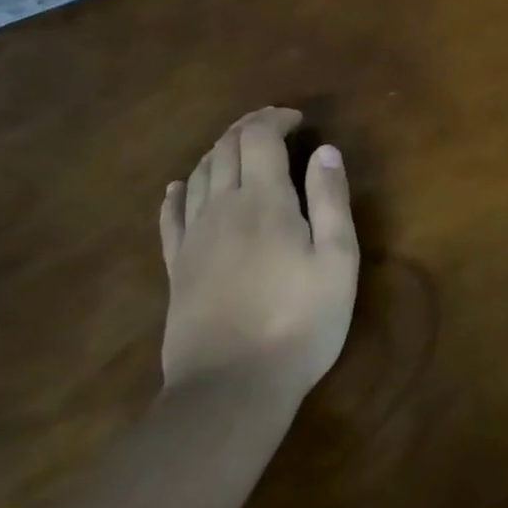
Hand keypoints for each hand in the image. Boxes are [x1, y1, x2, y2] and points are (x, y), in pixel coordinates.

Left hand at [158, 106, 358, 393]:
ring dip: (219, 151)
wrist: (231, 388)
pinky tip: (180, 187)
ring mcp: (193, 238)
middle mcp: (222, 208)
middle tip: (274, 125)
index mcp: (264, 201)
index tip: (298, 120)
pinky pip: (170, 217)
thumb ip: (330, 199)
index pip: (258, 138)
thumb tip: (325, 150)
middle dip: (249, 127)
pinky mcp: (176, 267)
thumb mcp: (337, 259)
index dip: (275, 119)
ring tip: (241, 148)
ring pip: (199, 175)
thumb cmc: (300, 321)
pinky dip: (178, 193)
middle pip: (225, 149)